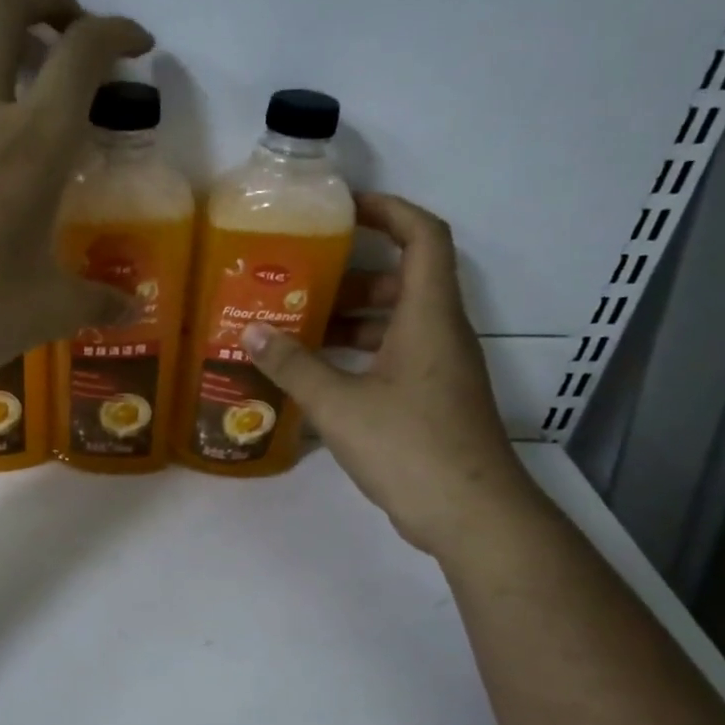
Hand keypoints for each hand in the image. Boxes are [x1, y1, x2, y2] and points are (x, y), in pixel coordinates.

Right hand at [240, 194, 541, 558]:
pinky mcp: (433, 400)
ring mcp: (440, 370)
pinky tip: (318, 376)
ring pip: (396, 324)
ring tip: (297, 328)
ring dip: (351, 320)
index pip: (423, 237)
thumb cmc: (411, 447)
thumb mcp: (340, 404)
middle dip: (353, 276)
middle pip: (403, 281)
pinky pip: (394, 358)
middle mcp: (440, 334)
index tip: (344, 208)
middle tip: (302, 282)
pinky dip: (358, 355)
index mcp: (428, 317)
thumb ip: (294, 366)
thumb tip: (252, 332)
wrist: (473, 516)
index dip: (390, 211)